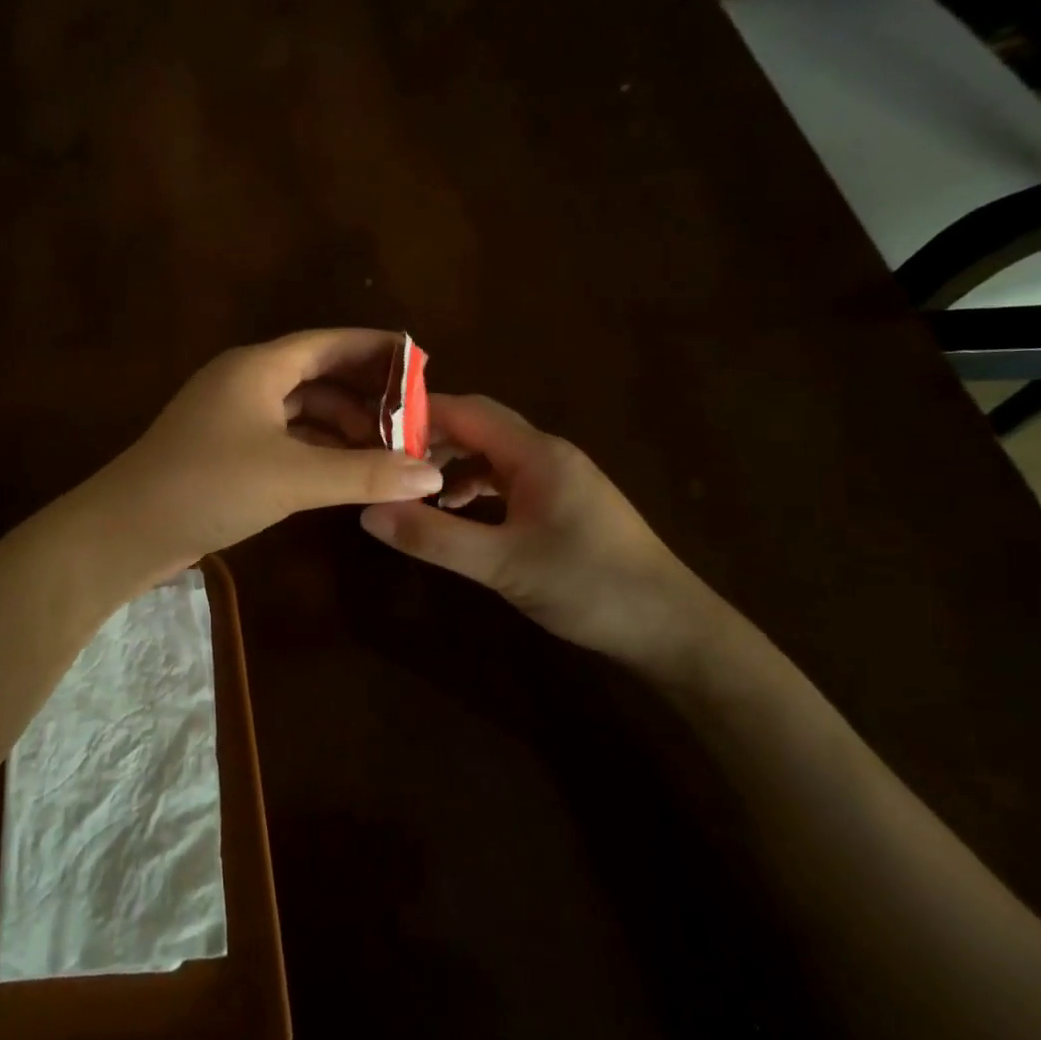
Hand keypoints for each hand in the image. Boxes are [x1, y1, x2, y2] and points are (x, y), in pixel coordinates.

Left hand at [89, 330, 443, 572]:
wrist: (125, 530)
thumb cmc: (209, 486)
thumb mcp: (292, 477)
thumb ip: (364, 473)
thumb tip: (431, 473)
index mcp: (258, 367)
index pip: (328, 343)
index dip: (375, 350)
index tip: (421, 363)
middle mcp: (244, 381)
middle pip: (317, 376)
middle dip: (365, 396)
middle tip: (413, 421)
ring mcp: (230, 416)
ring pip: (299, 410)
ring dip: (341, 426)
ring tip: (387, 451)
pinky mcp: (223, 450)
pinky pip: (282, 437)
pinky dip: (315, 449)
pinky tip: (343, 471)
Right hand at [359, 394, 722, 671]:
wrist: (672, 628)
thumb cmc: (590, 586)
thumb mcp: (502, 564)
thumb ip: (433, 537)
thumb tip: (368, 511)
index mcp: (536, 453)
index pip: (466, 411)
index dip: (416, 416)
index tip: (369, 432)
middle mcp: (547, 454)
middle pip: (477, 428)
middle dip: (429, 441)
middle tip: (383, 464)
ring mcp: (557, 478)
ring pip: (490, 455)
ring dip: (450, 467)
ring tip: (412, 492)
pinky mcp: (562, 503)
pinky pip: (506, 480)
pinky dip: (474, 489)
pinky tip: (456, 514)